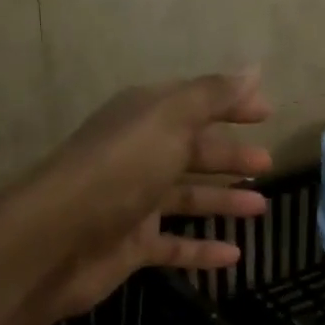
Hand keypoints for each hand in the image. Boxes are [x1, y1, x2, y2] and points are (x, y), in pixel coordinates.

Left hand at [14, 72, 273, 321]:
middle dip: (229, 156)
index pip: (195, 103)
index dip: (231, 104)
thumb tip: (253, 69)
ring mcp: (133, 203)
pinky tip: (234, 254)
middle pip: (191, 152)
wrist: (57, 239)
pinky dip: (203, 250)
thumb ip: (212, 96)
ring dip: (223, 200)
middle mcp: (138, 156)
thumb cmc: (119, 169)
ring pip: (186, 198)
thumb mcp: (169, 120)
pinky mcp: (131, 246)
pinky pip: (175, 245)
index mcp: (143, 118)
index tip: (268, 112)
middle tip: (266, 164)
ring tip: (261, 208)